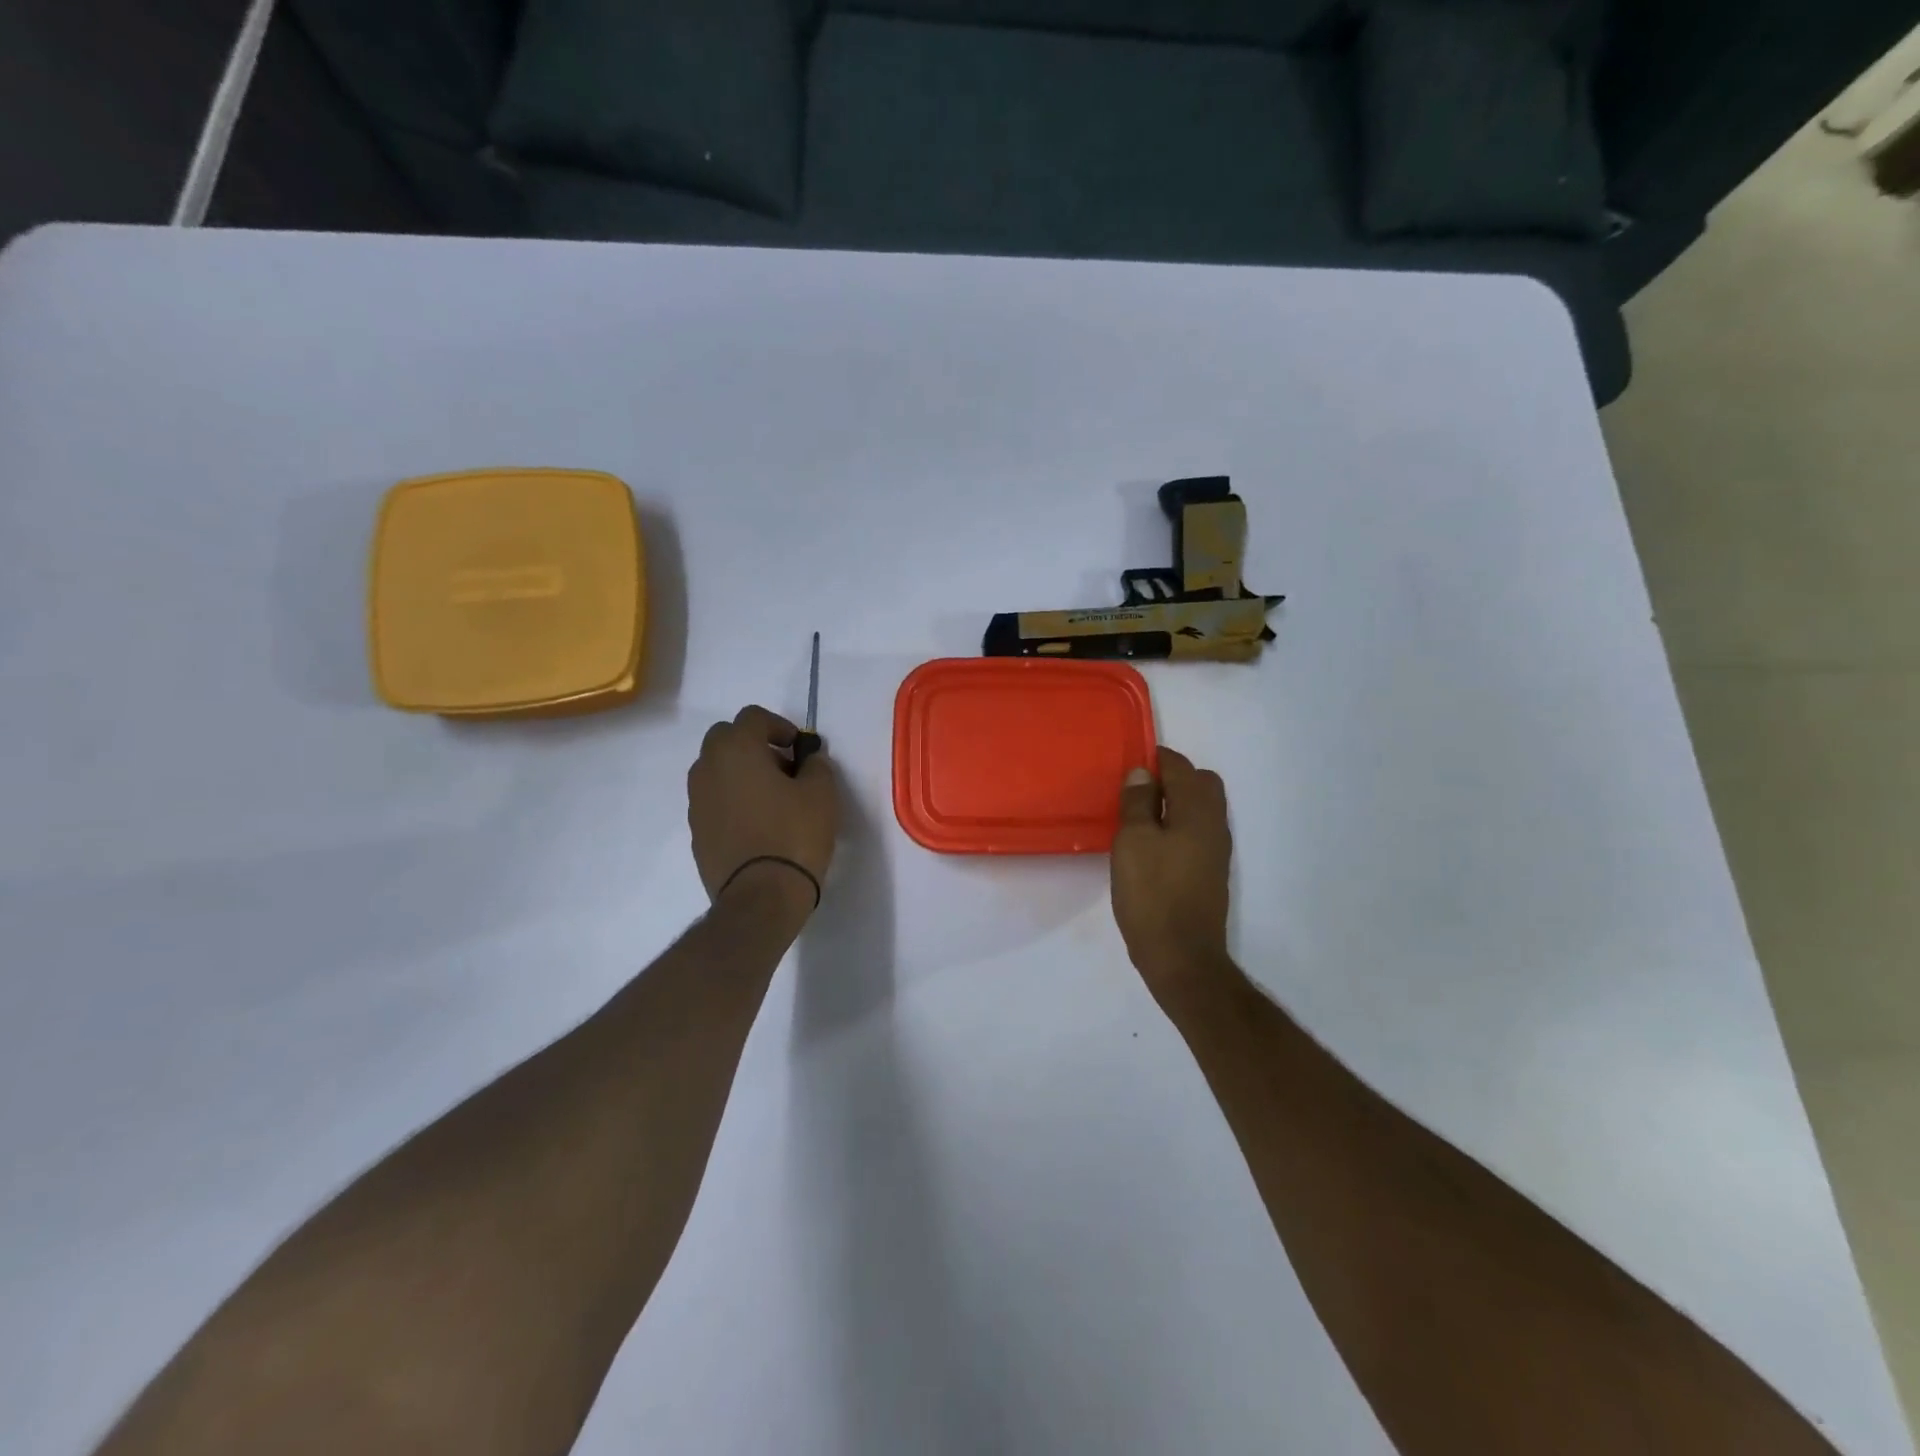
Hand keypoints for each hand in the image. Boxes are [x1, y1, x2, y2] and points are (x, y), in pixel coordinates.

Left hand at [688, 706, 837, 915]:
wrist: (760, 896)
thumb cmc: (794, 835)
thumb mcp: (822, 794)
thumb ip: (816, 765)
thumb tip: (808, 759)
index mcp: (737, 749)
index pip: (752, 717)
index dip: (779, 726)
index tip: (800, 749)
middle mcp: (708, 768)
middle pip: (725, 737)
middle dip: (753, 744)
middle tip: (783, 767)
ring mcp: (697, 800)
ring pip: (715, 769)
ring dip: (740, 772)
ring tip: (772, 798)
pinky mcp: (696, 830)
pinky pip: (713, 799)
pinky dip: (732, 799)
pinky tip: (757, 824)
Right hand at [1111, 748, 1234, 1002]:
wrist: (1181, 956)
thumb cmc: (1152, 894)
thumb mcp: (1133, 842)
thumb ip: (1138, 803)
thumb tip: (1143, 773)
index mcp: (1197, 812)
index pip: (1182, 768)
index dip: (1158, 759)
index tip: (1132, 760)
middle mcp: (1214, 826)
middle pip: (1201, 784)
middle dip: (1173, 777)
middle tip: (1137, 789)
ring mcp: (1216, 851)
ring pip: (1201, 809)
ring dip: (1176, 802)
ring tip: (1140, 815)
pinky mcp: (1210, 873)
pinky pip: (1197, 832)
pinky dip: (1178, 825)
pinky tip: (1152, 844)